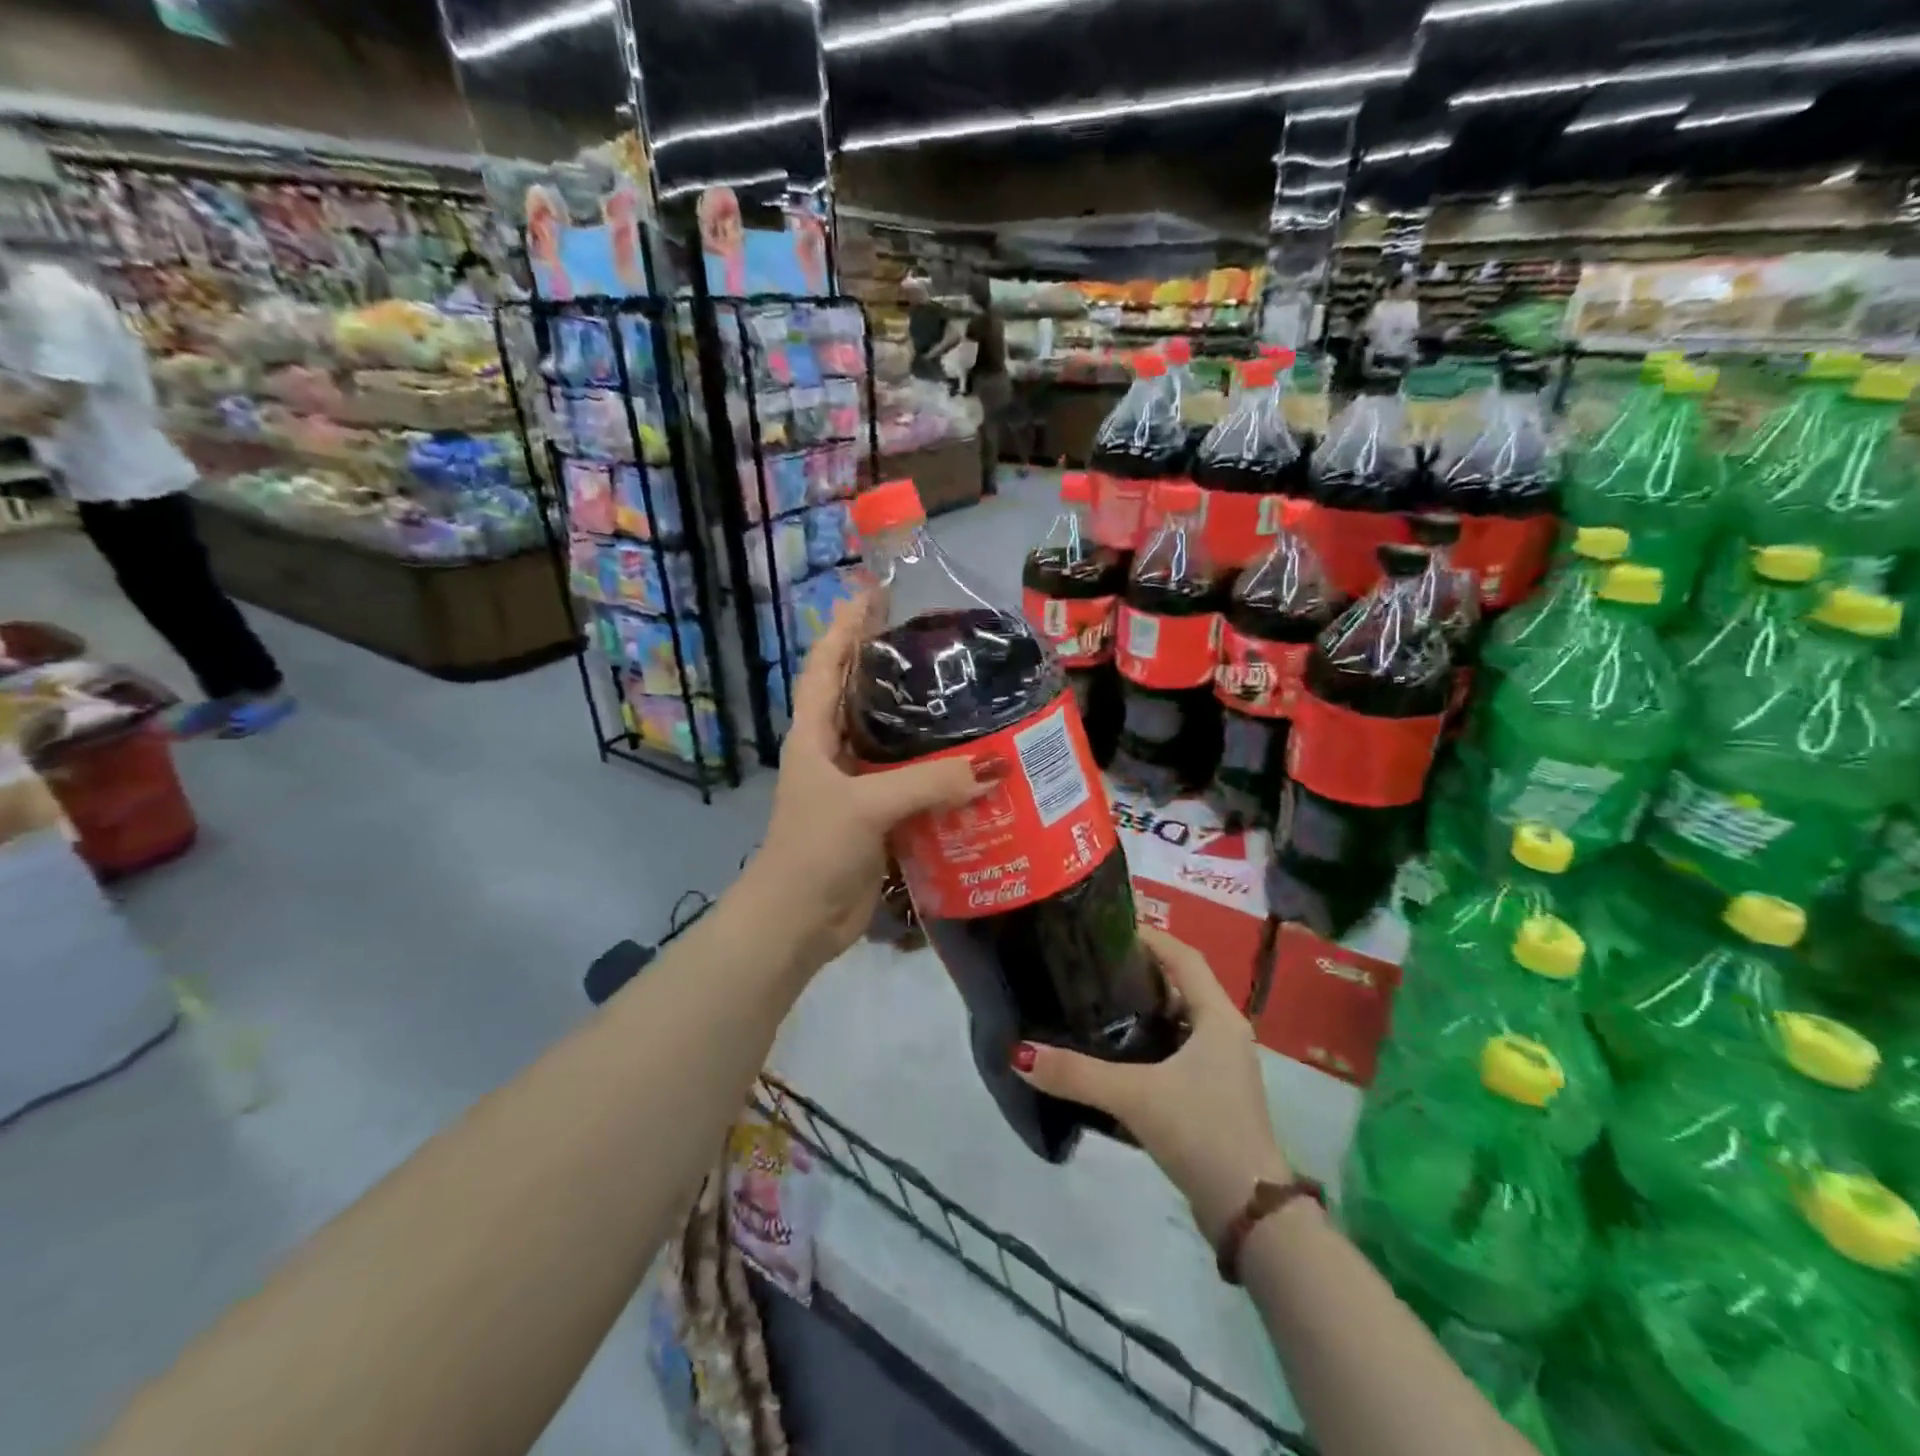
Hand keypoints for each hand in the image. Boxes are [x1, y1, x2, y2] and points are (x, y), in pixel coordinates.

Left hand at [747, 592, 984, 968]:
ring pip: (893, 741)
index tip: (875, 592)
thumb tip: (997, 764)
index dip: (846, 625)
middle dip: (891, 664)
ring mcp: (857, 786)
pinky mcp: (879, 818)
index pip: (826, 664)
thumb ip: (929, 782)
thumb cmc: (815, 850)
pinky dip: (939, 772)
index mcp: (814, 734)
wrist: (798, 923)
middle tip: (939, 639)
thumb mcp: (866, 806)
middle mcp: (834, 751)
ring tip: (967, 693)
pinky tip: (975, 763)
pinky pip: (914, 783)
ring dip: (923, 721)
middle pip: (862, 695)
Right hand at [1012, 927, 1289, 1241]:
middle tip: (1091, 965)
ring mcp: (1221, 1066)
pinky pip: (1176, 1051)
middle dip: (1139, 972)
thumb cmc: (1202, 1132)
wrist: (1250, 1214)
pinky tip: (1114, 1053)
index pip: (1183, 956)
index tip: (1107, 929)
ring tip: (1094, 1002)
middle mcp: (1224, 1033)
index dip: (1150, 937)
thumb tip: (1020, 1054)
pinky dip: (1148, 1043)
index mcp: (1218, 1017)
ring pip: (1178, 1020)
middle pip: (1180, 984)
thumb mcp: (1136, 1096)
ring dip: (1143, 1009)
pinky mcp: (1212, 1094)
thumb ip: (1077, 1074)